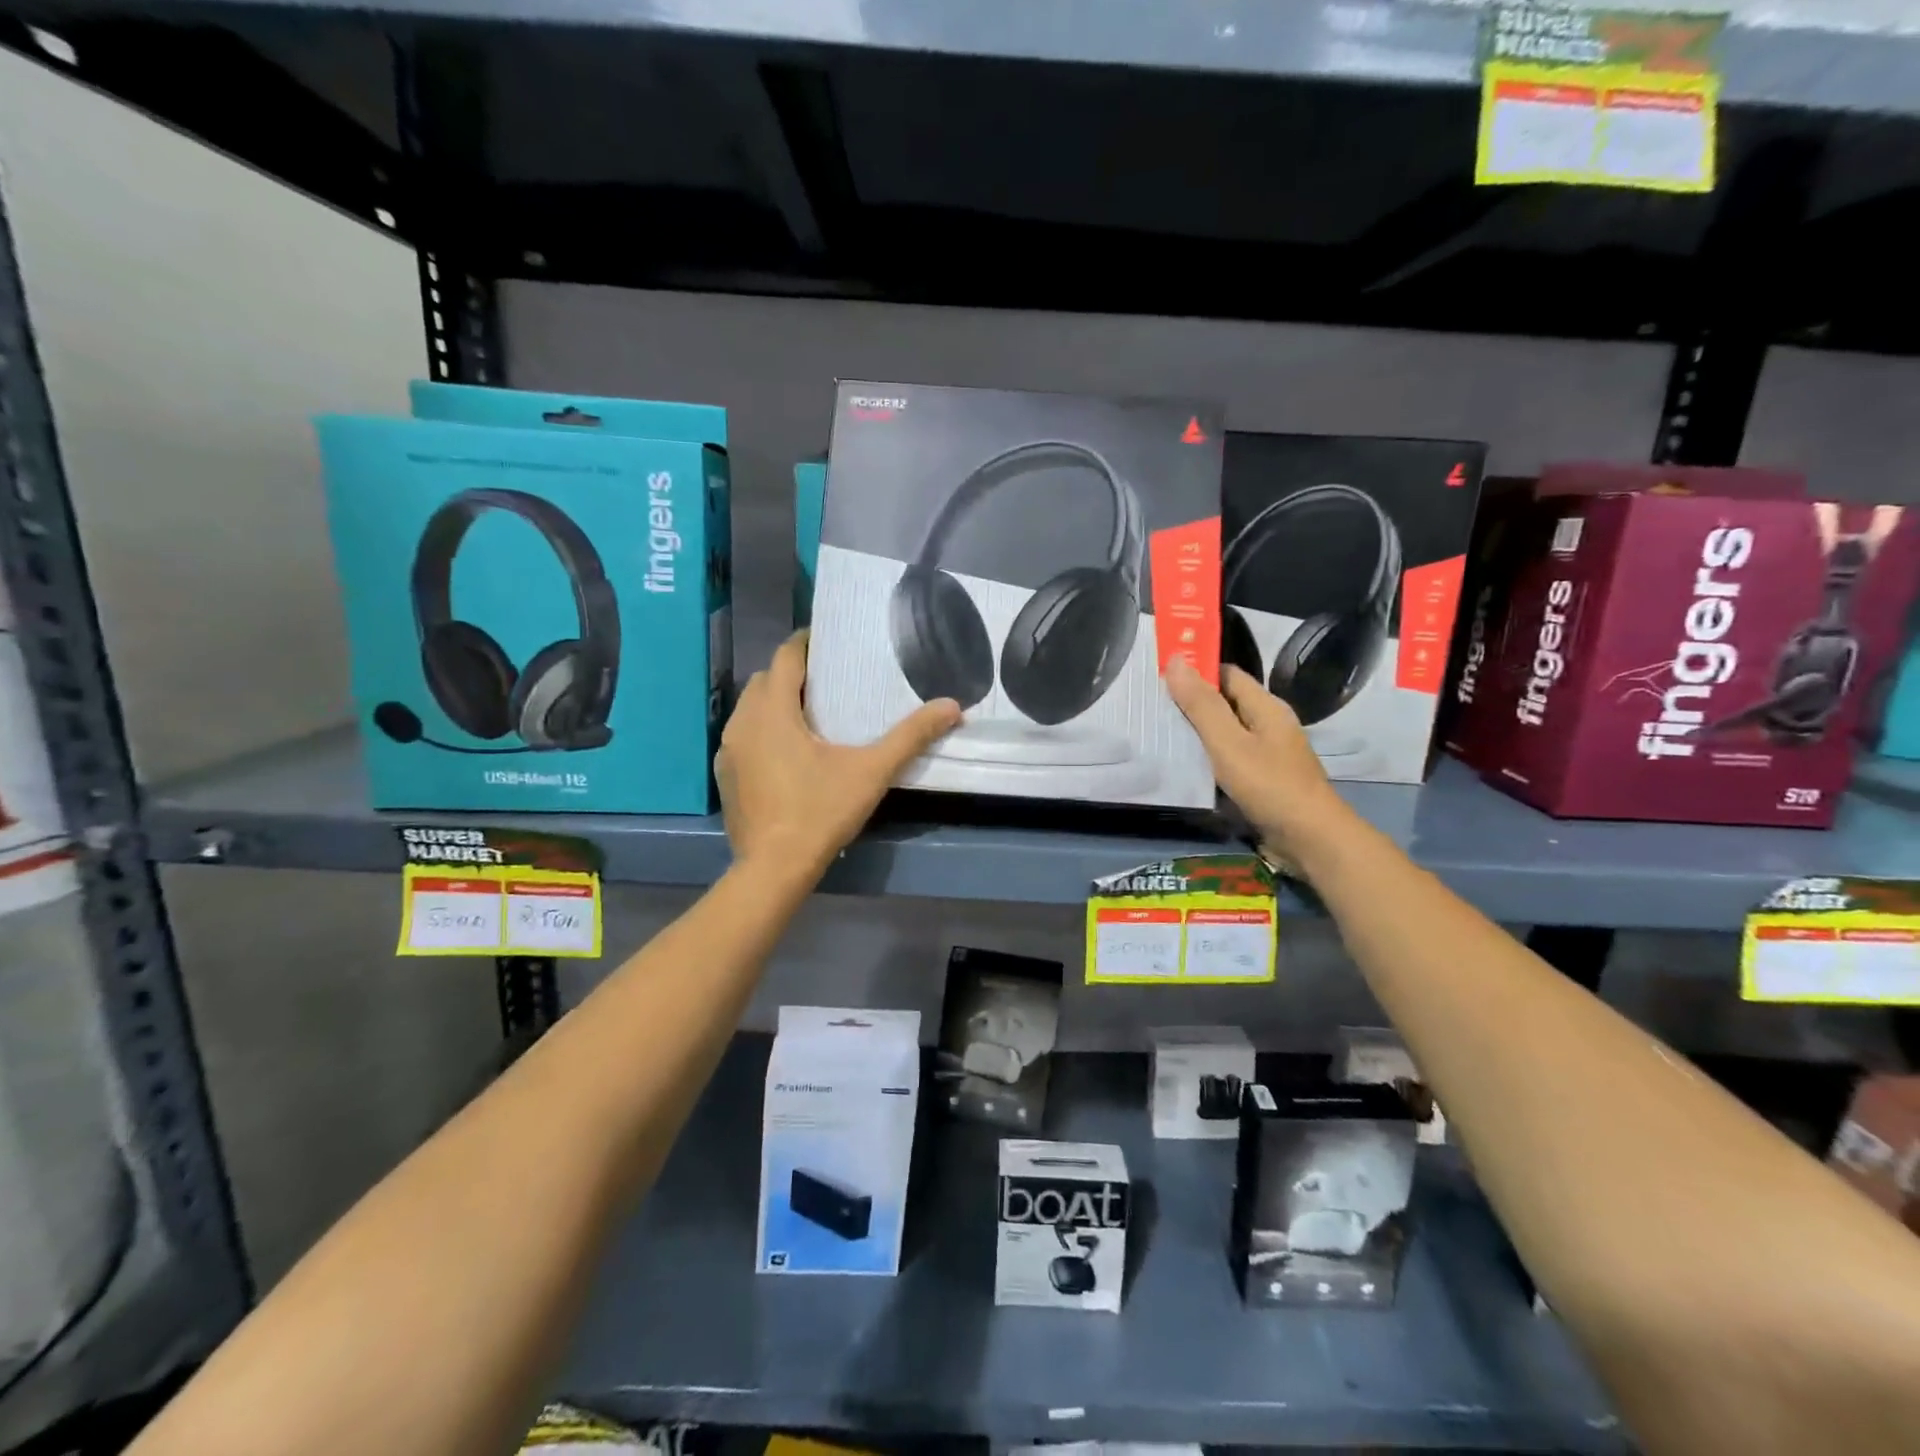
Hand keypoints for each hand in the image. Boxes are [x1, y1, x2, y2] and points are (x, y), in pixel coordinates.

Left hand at [718, 630, 961, 876]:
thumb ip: (910, 736)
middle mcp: (743, 722)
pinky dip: (764, 731)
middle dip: (794, 673)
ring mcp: (729, 750)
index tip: (831, 641)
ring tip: (811, 712)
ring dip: (776, 702)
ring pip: (751, 708)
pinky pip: (744, 736)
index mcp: (773, 711)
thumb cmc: (820, 811)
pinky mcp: (726, 775)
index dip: (806, 643)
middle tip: (830, 679)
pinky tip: (789, 751)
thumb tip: (952, 706)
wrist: (774, 868)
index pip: (785, 657)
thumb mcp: (871, 771)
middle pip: (766, 679)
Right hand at [1163, 657, 1345, 863]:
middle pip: (1225, 704)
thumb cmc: (1269, 785)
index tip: (1159, 675)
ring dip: (1197, 734)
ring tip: (1159, 733)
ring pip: (1226, 734)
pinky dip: (1208, 759)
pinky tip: (1185, 767)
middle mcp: (1269, 725)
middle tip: (1151, 706)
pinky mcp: (1263, 780)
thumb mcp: (1228, 742)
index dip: (1196, 671)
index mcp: (1266, 707)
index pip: (1227, 675)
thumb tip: (1176, 660)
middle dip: (1191, 703)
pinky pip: (1229, 760)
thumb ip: (1201, 705)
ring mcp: (1268, 754)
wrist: (1311, 840)